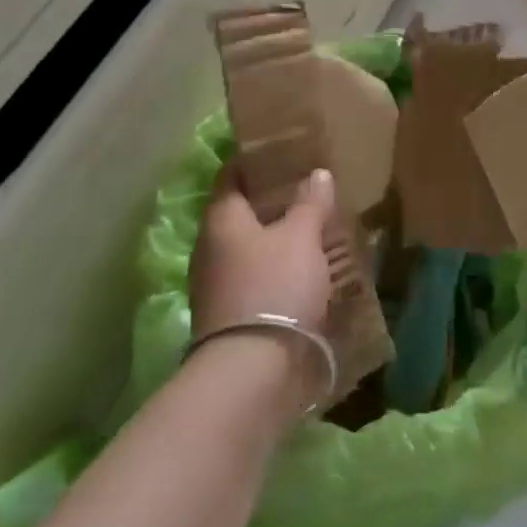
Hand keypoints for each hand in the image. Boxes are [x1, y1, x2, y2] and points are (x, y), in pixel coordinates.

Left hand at [189, 169, 336, 413]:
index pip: (232, 177)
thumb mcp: (302, 237)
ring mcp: (215, 287)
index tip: (281, 153)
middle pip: (240, 215)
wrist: (253, 373)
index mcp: (221, 219)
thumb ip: (310, 203)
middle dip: (271, 204)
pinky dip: (276, 273)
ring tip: (312, 234)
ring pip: (248, 250)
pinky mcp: (229, 319)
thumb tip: (317, 173)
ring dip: (275, 242)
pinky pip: (254, 282)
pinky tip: (304, 275)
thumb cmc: (275, 287)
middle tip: (307, 193)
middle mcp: (209, 248)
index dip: (254, 162)